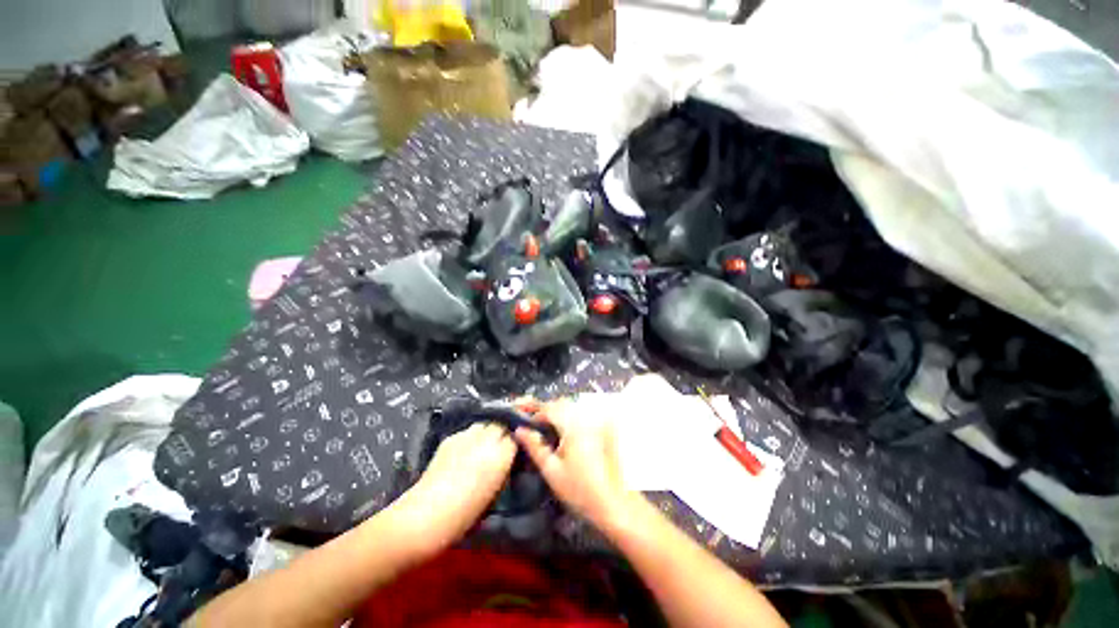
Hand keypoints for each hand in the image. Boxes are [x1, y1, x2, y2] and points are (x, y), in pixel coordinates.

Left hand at [394, 423, 516, 547]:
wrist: (426, 515)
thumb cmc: (466, 514)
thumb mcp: (496, 490)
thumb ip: (505, 466)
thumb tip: (509, 456)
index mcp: (501, 455)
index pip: (517, 435)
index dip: (518, 439)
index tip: (518, 445)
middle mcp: (485, 439)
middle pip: (502, 422)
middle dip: (505, 429)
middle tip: (505, 441)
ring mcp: (466, 436)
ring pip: (485, 423)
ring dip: (489, 430)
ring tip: (487, 443)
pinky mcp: (450, 438)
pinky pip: (468, 431)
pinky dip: (472, 437)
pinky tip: (467, 450)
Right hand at [515, 398, 635, 528]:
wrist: (615, 504)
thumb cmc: (580, 490)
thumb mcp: (552, 470)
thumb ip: (535, 446)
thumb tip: (520, 430)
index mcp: (573, 425)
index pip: (549, 408)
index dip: (534, 412)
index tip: (524, 423)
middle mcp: (586, 417)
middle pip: (562, 404)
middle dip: (546, 410)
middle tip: (532, 422)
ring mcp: (598, 421)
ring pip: (573, 408)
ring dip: (558, 412)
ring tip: (546, 427)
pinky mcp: (606, 428)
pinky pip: (584, 415)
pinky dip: (572, 418)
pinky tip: (566, 432)